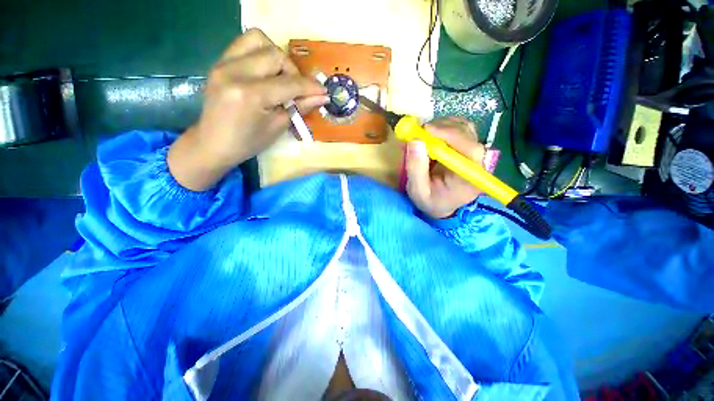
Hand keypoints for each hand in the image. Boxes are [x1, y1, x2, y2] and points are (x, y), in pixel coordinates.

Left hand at [168, 28, 327, 190]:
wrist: (212, 143)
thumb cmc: (248, 143)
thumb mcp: (277, 128)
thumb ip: (299, 107)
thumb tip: (321, 96)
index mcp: (251, 95)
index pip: (289, 83)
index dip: (310, 87)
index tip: (323, 91)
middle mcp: (235, 72)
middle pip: (276, 55)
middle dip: (293, 72)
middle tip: (297, 90)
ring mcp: (223, 63)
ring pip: (259, 40)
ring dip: (277, 57)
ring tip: (280, 78)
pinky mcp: (219, 62)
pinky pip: (244, 44)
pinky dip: (261, 53)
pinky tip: (265, 72)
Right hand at [406, 117, 485, 218]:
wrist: (443, 205)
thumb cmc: (431, 201)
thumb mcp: (418, 191)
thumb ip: (416, 169)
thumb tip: (415, 141)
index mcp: (470, 178)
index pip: (470, 149)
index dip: (450, 135)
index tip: (427, 130)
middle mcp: (478, 163)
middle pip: (468, 134)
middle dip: (443, 128)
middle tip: (420, 131)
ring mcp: (475, 154)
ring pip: (465, 128)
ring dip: (443, 125)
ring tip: (425, 134)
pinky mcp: (468, 148)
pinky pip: (461, 129)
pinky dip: (446, 126)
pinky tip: (433, 134)